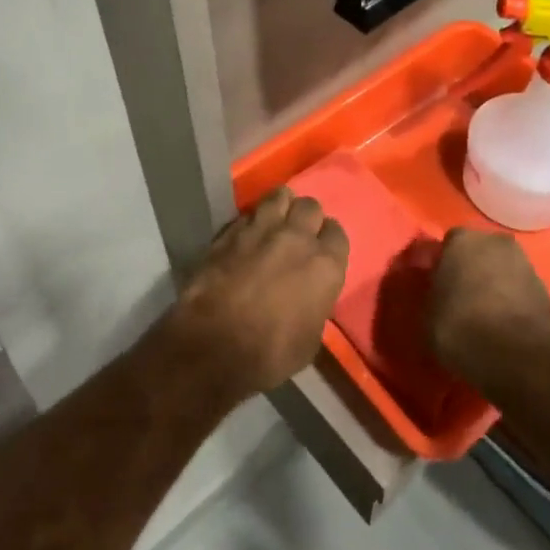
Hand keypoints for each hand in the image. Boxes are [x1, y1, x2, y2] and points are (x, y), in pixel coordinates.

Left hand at [164, 188, 348, 398]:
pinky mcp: (230, 230)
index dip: (328, 241)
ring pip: (280, 196)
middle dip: (307, 218)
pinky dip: (253, 219)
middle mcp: (297, 237)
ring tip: (275, 222)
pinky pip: (249, 212)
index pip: (337, 233)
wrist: (213, 345)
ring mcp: (261, 228)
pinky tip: (248, 233)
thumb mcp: (310, 339)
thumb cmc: (270, 353)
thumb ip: (316, 303)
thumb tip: (309, 294)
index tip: (322, 252)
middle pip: (310, 206)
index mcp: (325, 264)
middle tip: (299, 235)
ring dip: (281, 207)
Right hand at [428, 227, 549, 390]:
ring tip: (483, 315)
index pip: (448, 244)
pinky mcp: (545, 291)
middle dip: (471, 270)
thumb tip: (438, 295)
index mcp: (462, 240)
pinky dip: (512, 303)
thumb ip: (432, 295)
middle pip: (479, 252)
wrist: (517, 357)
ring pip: (502, 270)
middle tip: (460, 297)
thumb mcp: (427, 315)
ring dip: (494, 285)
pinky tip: (503, 326)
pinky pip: (520, 292)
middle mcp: (495, 242)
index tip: (438, 286)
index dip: (443, 265)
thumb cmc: (461, 327)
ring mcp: (525, 264)